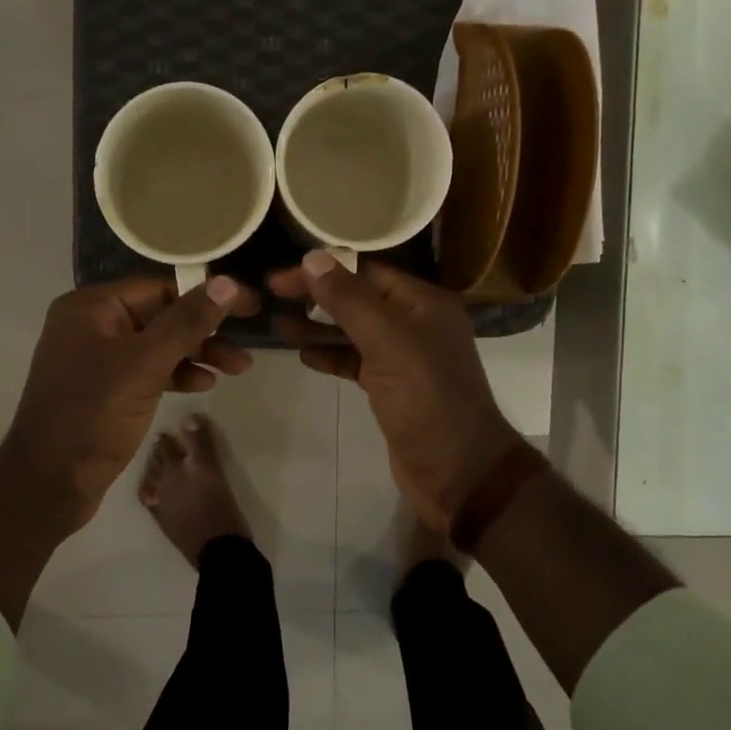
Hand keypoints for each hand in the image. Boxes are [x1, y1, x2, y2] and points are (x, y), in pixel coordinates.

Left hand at [0, 274, 260, 530]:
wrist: (48, 484)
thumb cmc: (93, 415)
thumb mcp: (144, 364)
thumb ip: (187, 322)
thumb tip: (227, 282)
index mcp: (90, 308)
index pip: (159, 288)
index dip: (206, 295)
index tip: (248, 306)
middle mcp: (91, 325)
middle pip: (161, 315)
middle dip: (205, 331)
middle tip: (246, 345)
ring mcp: (97, 359)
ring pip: (158, 345)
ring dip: (197, 354)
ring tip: (238, 368)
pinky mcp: (105, 389)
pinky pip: (147, 370)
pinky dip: (176, 374)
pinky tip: (203, 385)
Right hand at [271, 252, 519, 529]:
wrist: (458, 471)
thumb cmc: (427, 400)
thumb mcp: (387, 342)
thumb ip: (349, 299)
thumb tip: (312, 257)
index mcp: (423, 302)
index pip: (367, 271)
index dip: (324, 269)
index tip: (281, 276)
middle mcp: (416, 322)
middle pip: (359, 298)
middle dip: (317, 295)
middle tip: (272, 295)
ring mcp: (405, 356)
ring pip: (354, 330)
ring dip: (319, 325)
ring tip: (278, 324)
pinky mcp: (392, 387)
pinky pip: (356, 360)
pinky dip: (332, 355)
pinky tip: (304, 355)